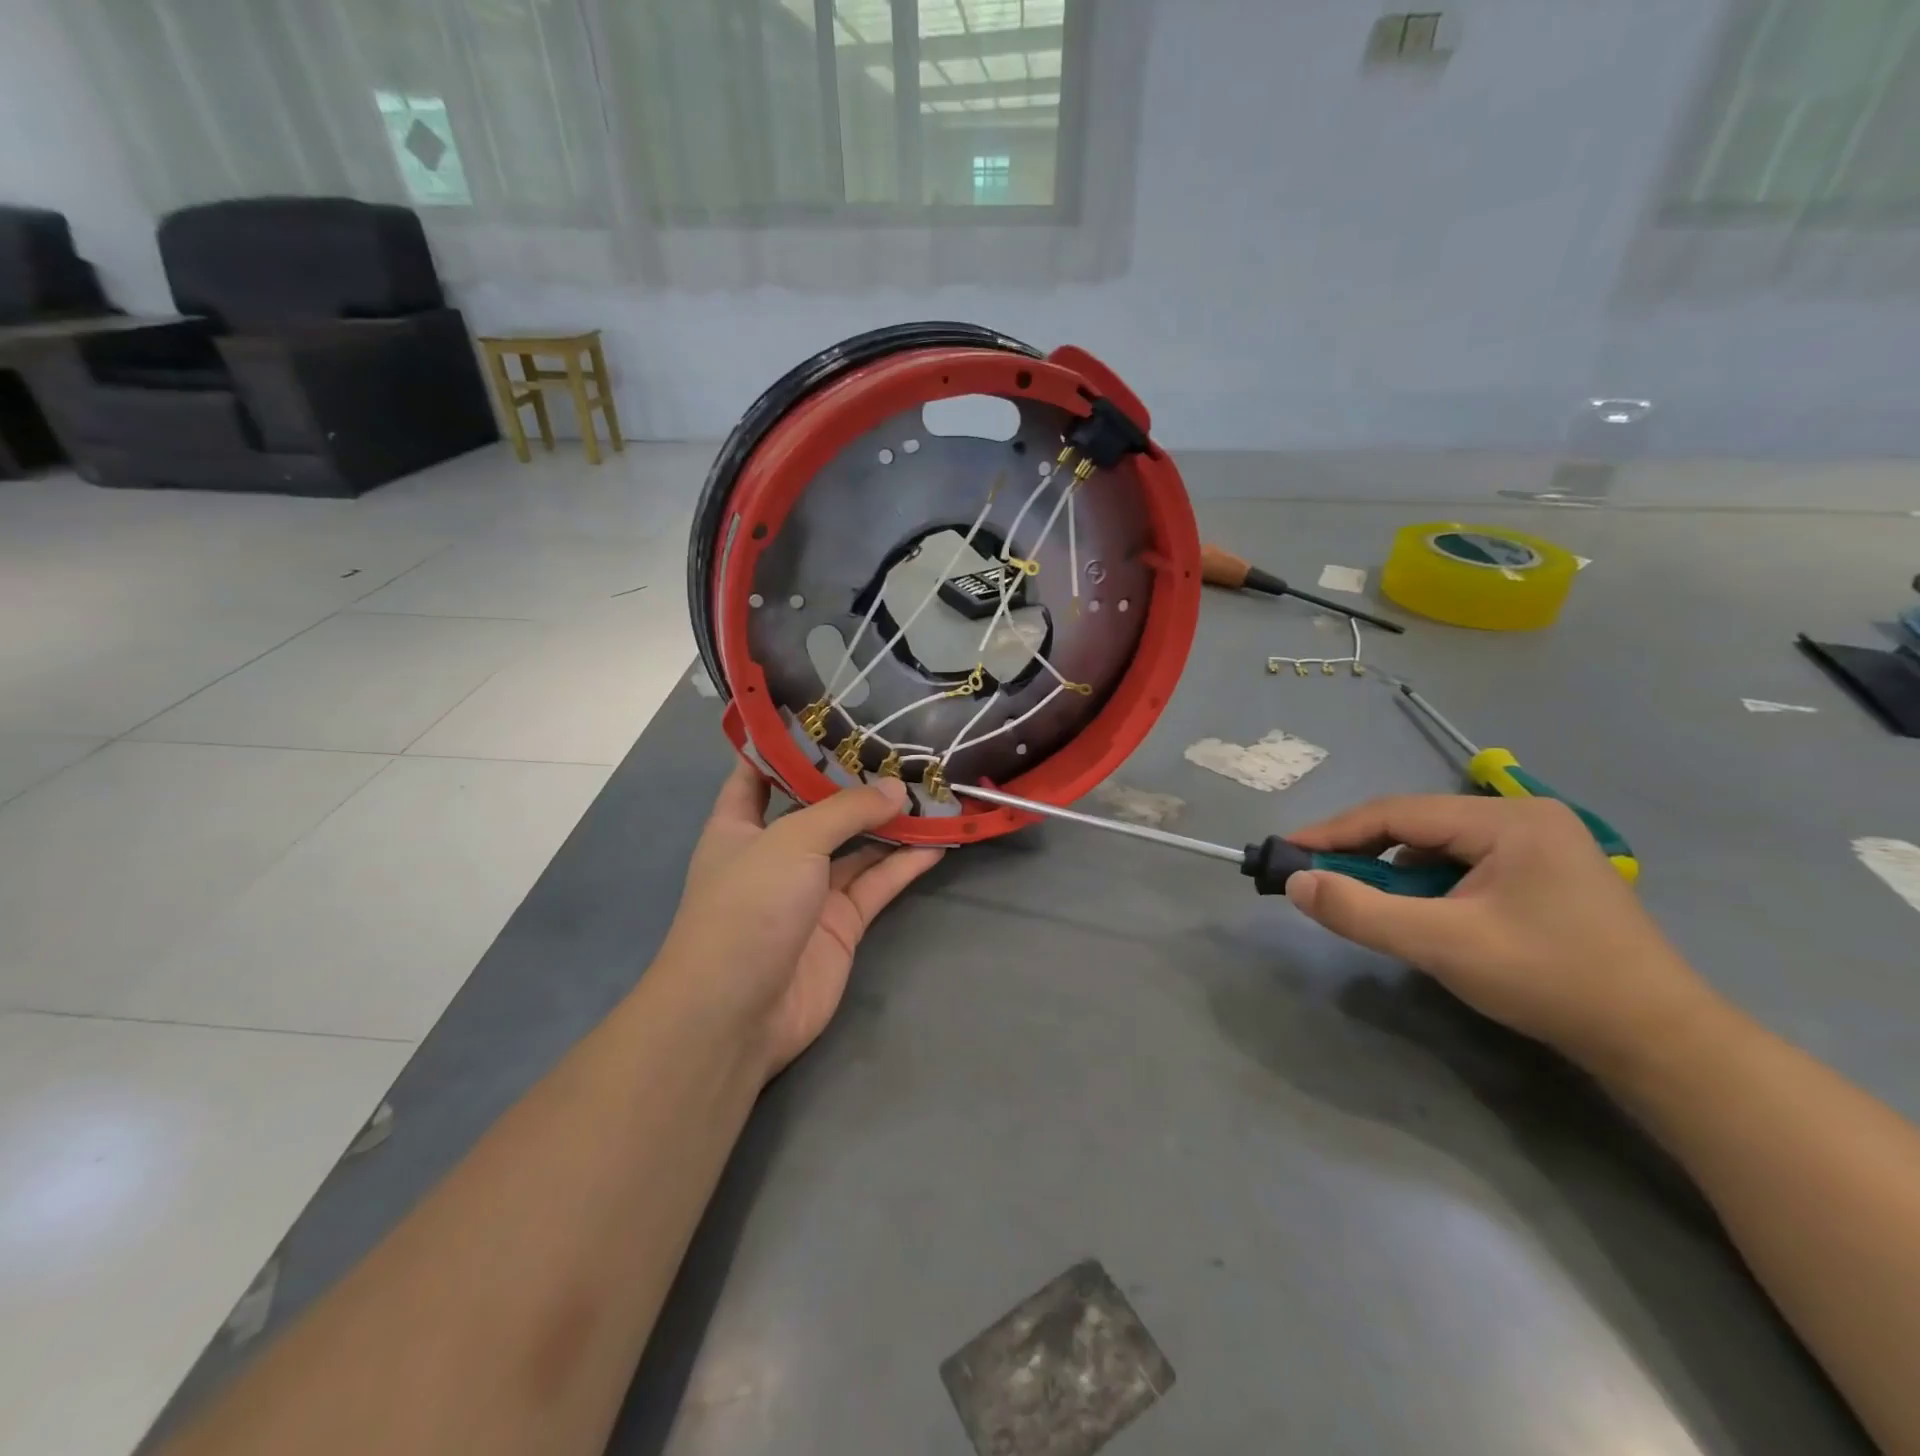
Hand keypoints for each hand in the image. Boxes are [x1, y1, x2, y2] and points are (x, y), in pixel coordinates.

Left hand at [657, 758, 943, 1080]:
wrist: (738, 1012)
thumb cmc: (747, 906)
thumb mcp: (792, 841)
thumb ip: (847, 811)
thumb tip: (897, 789)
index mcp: (739, 825)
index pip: (757, 773)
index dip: (784, 746)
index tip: (825, 717)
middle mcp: (775, 853)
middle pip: (820, 808)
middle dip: (856, 784)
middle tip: (903, 751)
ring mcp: (810, 890)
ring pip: (857, 847)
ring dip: (891, 823)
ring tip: (932, 791)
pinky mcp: (841, 924)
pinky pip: (878, 884)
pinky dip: (905, 864)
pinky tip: (938, 842)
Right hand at [1285, 795, 1720, 1073]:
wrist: (1661, 1044)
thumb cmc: (1550, 981)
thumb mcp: (1442, 945)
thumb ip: (1360, 911)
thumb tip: (1295, 883)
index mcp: (1507, 820)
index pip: (1397, 813)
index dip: (1334, 831)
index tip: (1286, 850)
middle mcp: (1524, 817)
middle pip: (1417, 826)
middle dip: (1363, 853)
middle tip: (1316, 878)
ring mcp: (1540, 845)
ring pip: (1439, 846)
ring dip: (1395, 872)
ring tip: (1366, 902)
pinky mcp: (1544, 874)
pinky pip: (1463, 865)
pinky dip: (1428, 885)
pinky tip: (1422, 913)